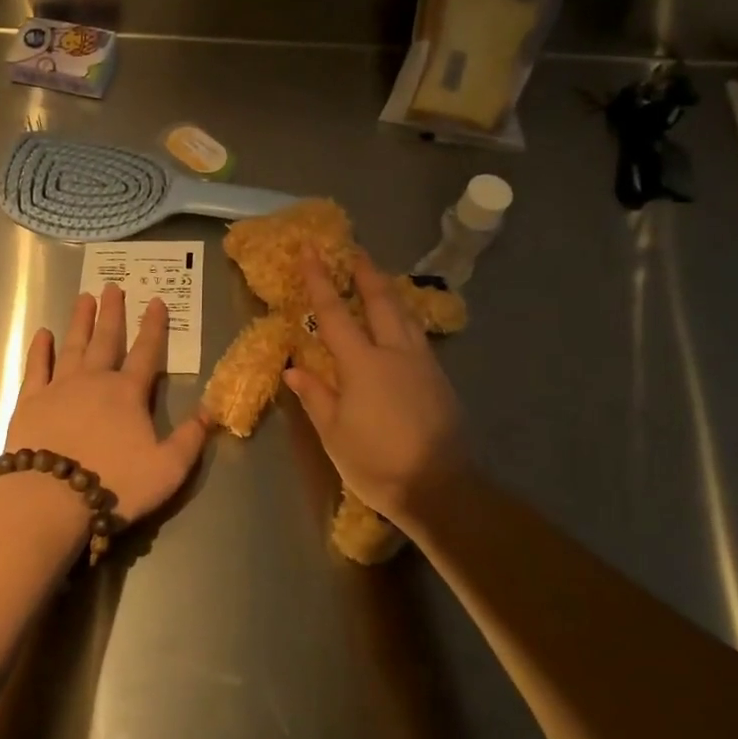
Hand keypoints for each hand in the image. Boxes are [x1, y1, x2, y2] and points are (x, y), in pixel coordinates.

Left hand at [2, 285, 209, 525]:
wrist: (51, 498)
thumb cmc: (114, 484)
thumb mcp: (168, 469)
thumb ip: (190, 439)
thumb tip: (211, 410)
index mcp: (128, 393)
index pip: (147, 352)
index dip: (154, 326)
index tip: (156, 301)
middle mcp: (94, 380)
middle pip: (106, 340)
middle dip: (113, 313)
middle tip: (113, 287)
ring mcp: (59, 387)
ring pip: (72, 345)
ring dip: (80, 321)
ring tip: (84, 297)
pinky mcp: (30, 402)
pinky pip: (36, 367)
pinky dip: (40, 349)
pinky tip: (42, 333)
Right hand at [284, 250, 472, 525]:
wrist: (441, 488)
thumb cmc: (377, 462)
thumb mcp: (335, 434)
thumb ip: (316, 396)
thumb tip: (295, 368)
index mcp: (363, 364)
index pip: (335, 313)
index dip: (320, 280)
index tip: (311, 250)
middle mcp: (395, 353)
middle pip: (380, 301)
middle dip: (365, 273)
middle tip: (354, 251)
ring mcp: (422, 363)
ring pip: (404, 314)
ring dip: (388, 292)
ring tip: (377, 278)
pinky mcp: (439, 378)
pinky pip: (416, 335)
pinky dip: (403, 317)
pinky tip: (398, 323)